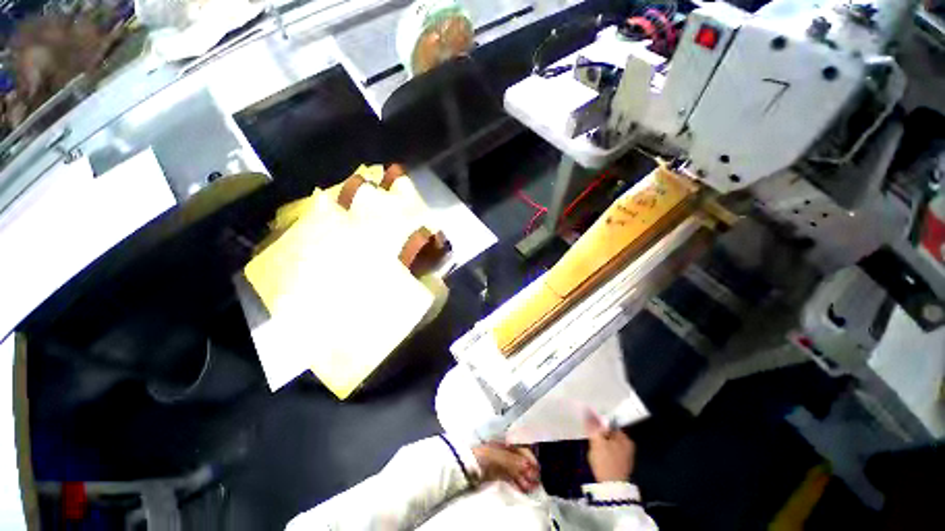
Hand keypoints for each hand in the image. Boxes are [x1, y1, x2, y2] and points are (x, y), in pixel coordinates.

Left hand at [472, 443, 540, 492]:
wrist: (465, 466)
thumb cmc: (480, 455)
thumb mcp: (497, 455)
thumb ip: (512, 460)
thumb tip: (528, 465)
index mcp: (503, 439)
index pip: (521, 445)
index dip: (530, 456)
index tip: (537, 467)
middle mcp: (503, 448)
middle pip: (520, 458)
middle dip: (529, 468)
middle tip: (537, 480)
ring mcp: (500, 460)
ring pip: (516, 468)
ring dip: (525, 477)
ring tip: (533, 487)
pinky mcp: (497, 472)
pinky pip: (511, 476)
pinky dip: (518, 482)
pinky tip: (524, 489)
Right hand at [585, 413, 635, 482]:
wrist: (611, 490)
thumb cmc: (606, 462)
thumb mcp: (597, 442)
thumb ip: (593, 426)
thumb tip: (588, 410)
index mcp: (625, 439)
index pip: (610, 424)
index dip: (598, 423)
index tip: (589, 424)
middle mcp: (628, 446)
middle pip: (609, 434)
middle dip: (599, 434)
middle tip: (590, 437)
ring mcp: (624, 457)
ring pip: (608, 443)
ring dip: (599, 443)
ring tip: (592, 447)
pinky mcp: (619, 465)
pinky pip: (609, 452)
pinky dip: (602, 451)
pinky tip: (596, 456)